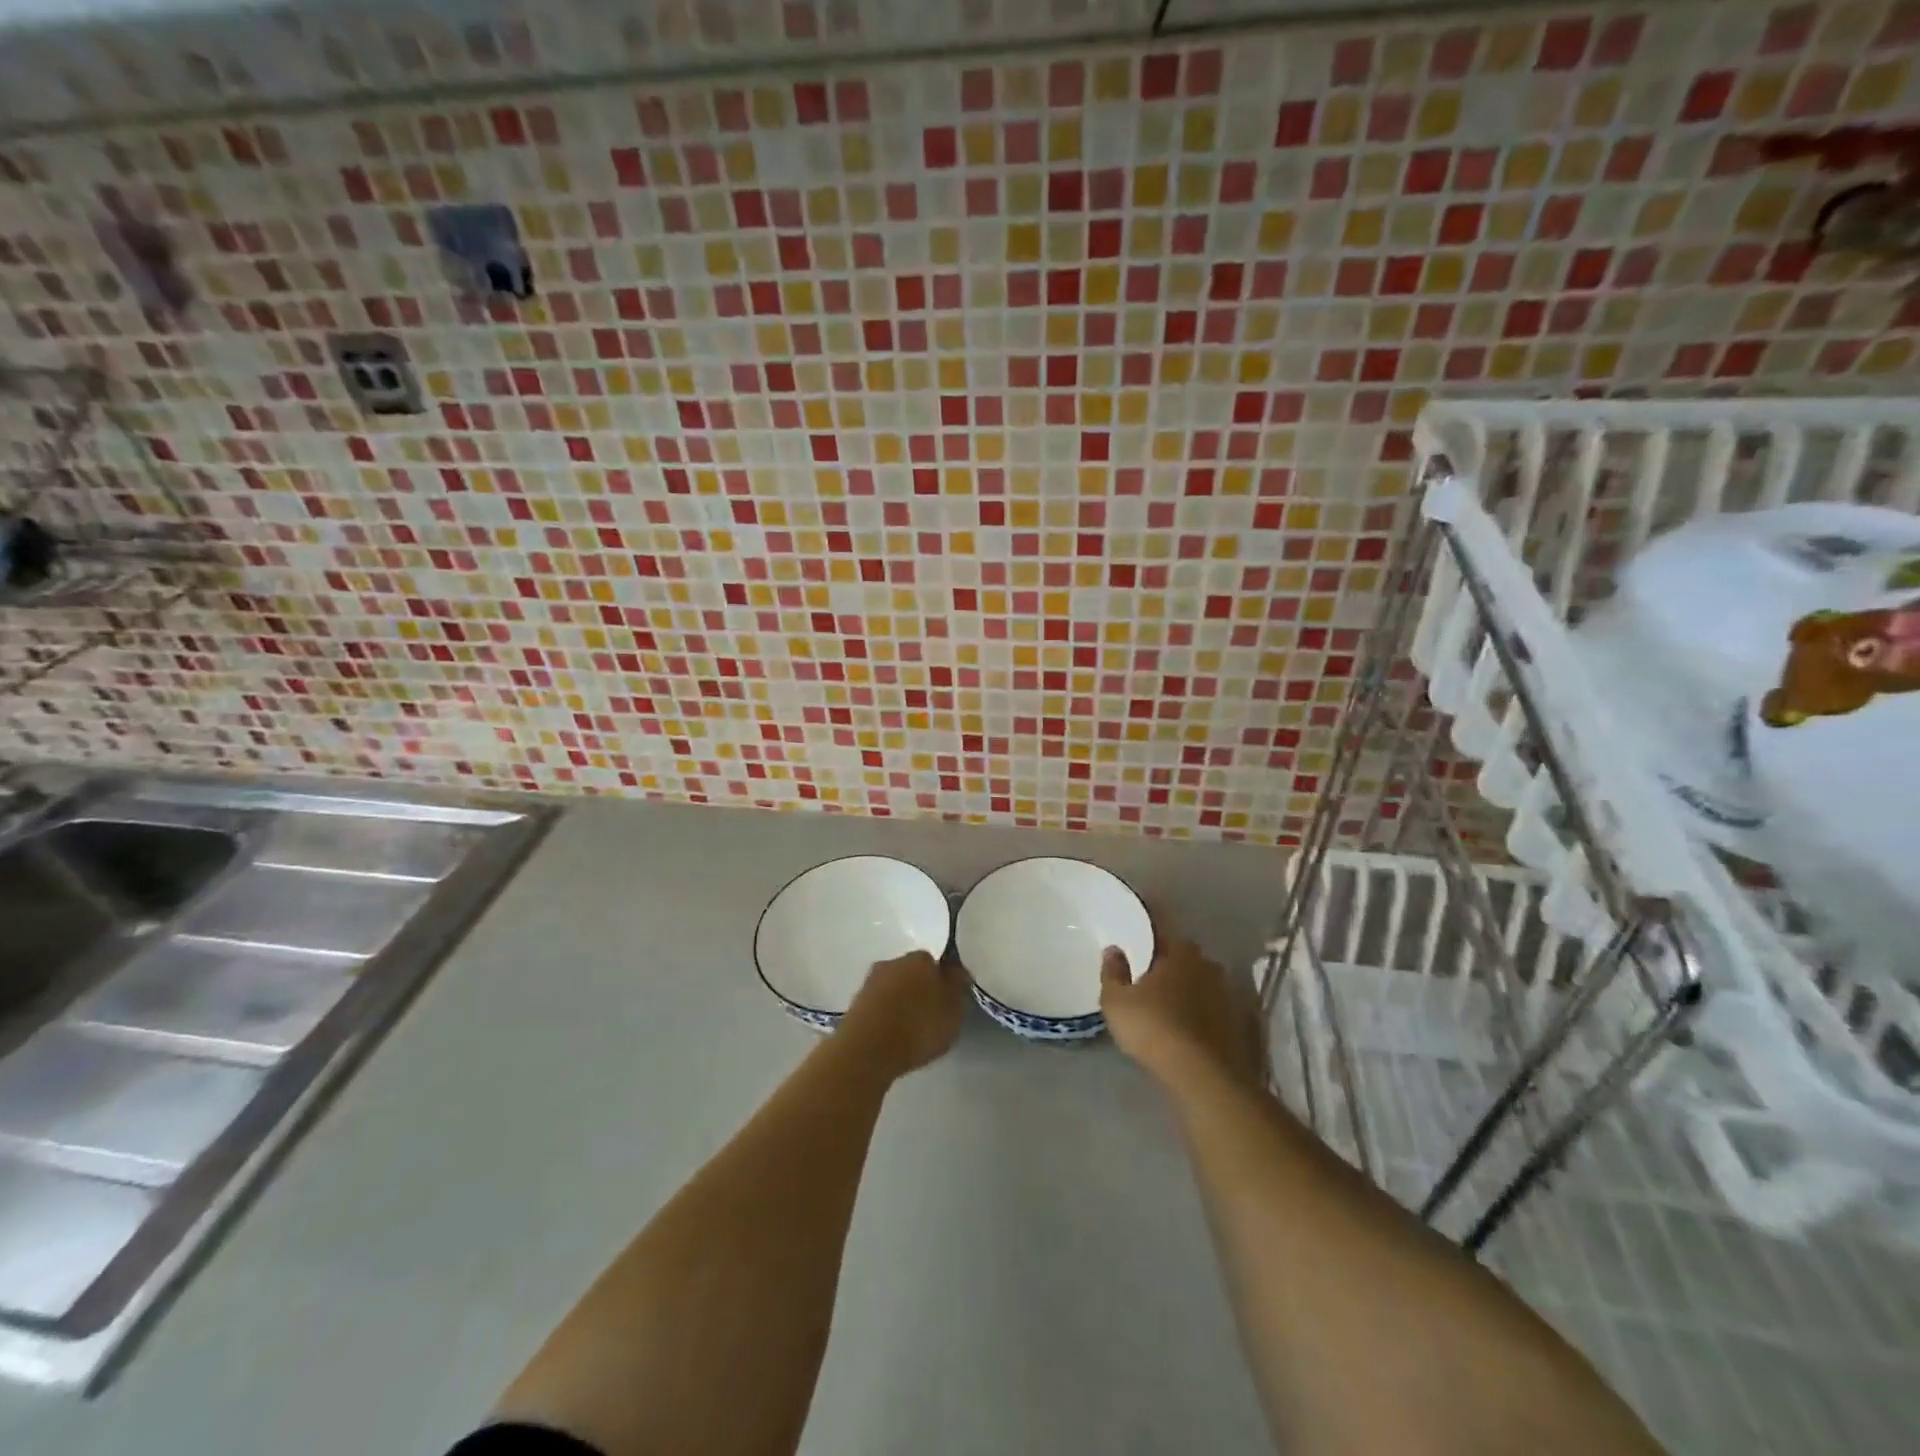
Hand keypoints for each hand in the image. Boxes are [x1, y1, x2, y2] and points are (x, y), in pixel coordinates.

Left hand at [837, 950, 968, 1077]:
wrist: (867, 1049)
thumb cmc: (918, 1027)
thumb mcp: (953, 1011)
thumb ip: (958, 989)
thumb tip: (957, 972)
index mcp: (920, 958)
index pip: (935, 962)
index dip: (942, 981)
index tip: (946, 1001)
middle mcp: (893, 962)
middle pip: (912, 972)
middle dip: (920, 989)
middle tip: (929, 1015)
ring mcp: (871, 981)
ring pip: (893, 988)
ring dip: (901, 1002)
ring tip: (909, 1029)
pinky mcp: (855, 1003)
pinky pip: (878, 1005)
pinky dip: (885, 1016)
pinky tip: (891, 1035)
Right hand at [1101, 935, 1265, 1091]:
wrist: (1203, 1076)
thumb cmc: (1153, 1028)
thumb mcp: (1116, 1001)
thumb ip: (1113, 972)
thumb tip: (1113, 950)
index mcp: (1180, 952)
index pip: (1161, 933)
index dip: (1147, 937)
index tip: (1136, 944)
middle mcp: (1208, 966)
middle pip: (1183, 959)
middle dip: (1168, 965)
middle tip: (1148, 978)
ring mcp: (1227, 995)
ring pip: (1200, 985)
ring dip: (1187, 991)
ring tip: (1166, 1007)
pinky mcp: (1238, 1025)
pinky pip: (1211, 1011)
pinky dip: (1200, 1015)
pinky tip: (1186, 1029)